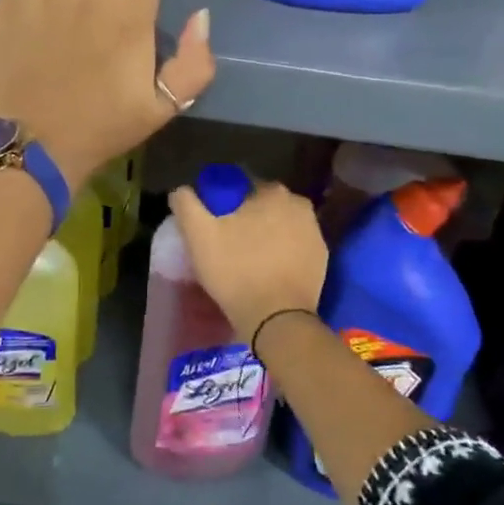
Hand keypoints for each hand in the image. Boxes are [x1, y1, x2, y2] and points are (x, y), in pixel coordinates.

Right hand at [167, 181, 327, 342]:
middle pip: (264, 205)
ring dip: (266, 234)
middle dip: (247, 217)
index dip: (224, 202)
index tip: (214, 222)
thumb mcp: (198, 235)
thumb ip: (186, 204)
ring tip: (247, 258)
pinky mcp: (321, 258)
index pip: (242, 186)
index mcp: (272, 191)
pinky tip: (267, 270)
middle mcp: (299, 205)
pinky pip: (295, 247)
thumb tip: (181, 190)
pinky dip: (282, 253)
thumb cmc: (236, 271)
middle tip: (228, 242)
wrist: (276, 318)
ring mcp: (315, 232)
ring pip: (281, 225)